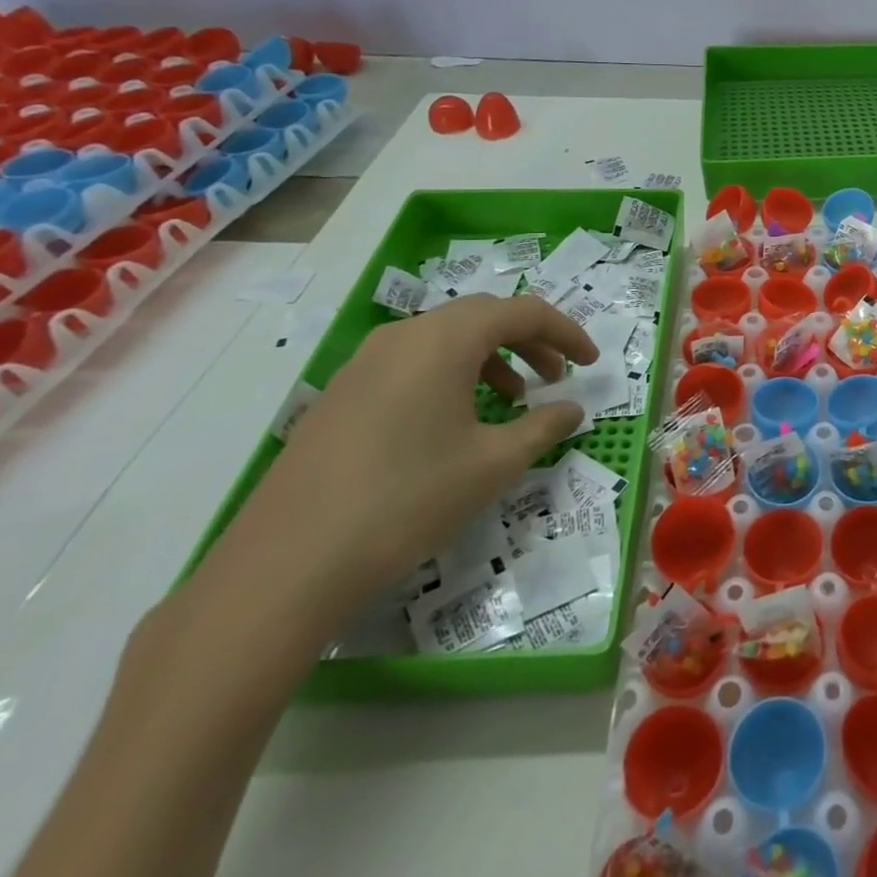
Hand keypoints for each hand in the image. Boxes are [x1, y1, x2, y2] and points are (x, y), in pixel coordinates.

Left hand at [197, 294, 598, 636]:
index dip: (566, 332)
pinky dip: (451, 375)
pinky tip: (456, 423)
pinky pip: (413, 363)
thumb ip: (543, 427)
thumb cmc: (408, 499)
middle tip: (556, 377)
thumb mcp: (493, 464)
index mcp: (445, 340)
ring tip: (512, 400)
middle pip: (483, 317)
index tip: (591, 364)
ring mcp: (365, 363)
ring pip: (445, 339)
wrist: (285, 564)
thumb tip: (572, 409)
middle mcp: (404, 335)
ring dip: (490, 358)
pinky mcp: (342, 394)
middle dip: (530, 340)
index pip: (522, 312)